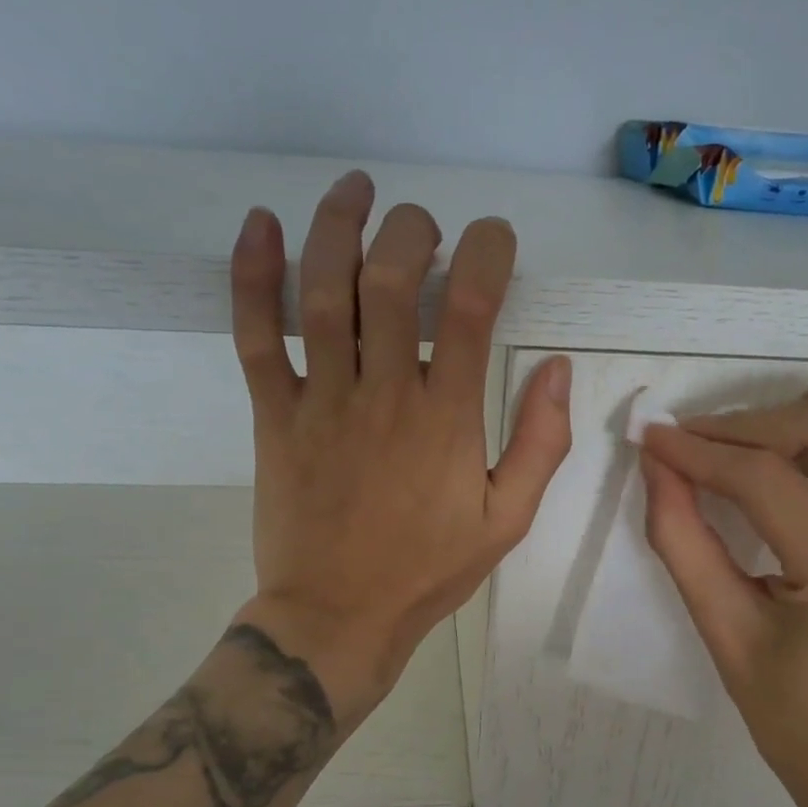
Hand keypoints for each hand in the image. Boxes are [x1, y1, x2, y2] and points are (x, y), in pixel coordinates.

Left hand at [228, 171, 572, 719]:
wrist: (337, 617)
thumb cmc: (427, 573)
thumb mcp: (507, 521)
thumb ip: (540, 444)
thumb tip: (556, 368)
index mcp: (447, 420)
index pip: (472, 308)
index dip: (488, 253)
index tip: (495, 239)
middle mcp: (385, 394)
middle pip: (392, 281)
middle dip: (413, 230)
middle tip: (425, 225)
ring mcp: (323, 401)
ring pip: (323, 293)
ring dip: (338, 227)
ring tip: (356, 188)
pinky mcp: (275, 416)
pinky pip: (256, 336)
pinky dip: (251, 277)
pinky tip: (260, 226)